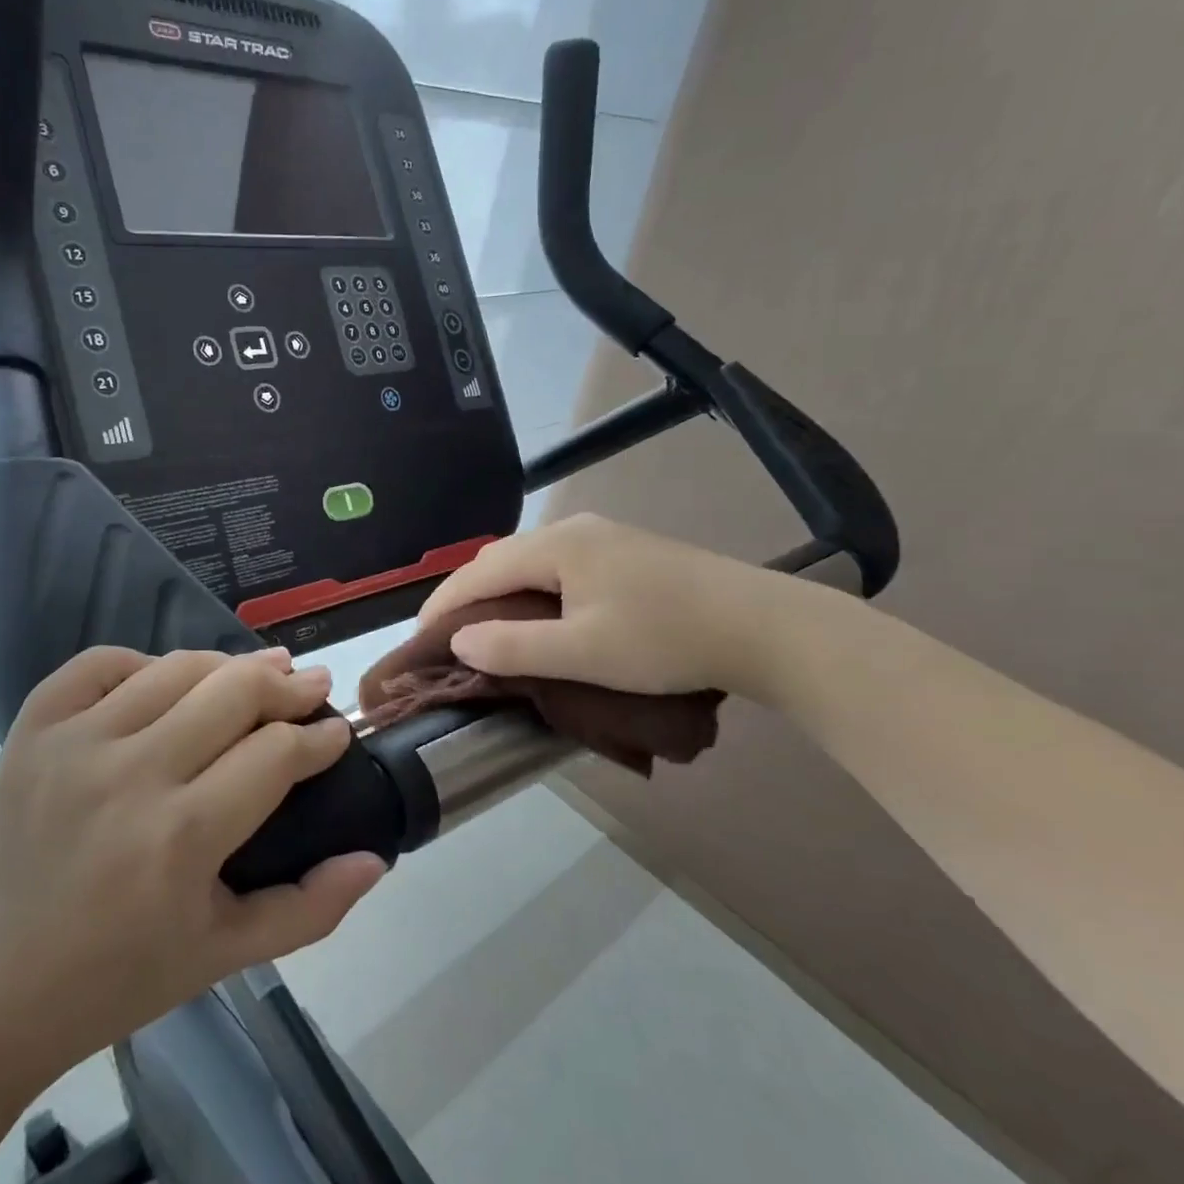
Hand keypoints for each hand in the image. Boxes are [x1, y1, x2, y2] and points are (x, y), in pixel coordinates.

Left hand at [0, 647, 384, 1084]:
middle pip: (233, 692)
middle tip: (311, 684)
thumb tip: (376, 859)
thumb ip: (310, 908)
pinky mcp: (33, 730)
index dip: (318, 737)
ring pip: (176, 667)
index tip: (336, 732)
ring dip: (227, 665)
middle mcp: (129, 775)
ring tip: (257, 673)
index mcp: (181, 838)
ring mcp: (74, 744)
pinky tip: (167, 682)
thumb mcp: (226, 955)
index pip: (274, 753)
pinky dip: (144, 662)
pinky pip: (101, 663)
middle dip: (286, 684)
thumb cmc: (119, 978)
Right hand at [418, 513, 794, 697]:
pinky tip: (539, 609)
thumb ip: (514, 647)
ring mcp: (603, 536)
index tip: (421, 638)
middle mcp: (574, 530)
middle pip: (501, 558)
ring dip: (500, 589)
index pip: (479, 570)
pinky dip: (531, 587)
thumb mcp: (583, 653)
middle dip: (467, 593)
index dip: (444, 603)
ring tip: (487, 625)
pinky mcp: (626, 551)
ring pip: (530, 559)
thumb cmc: (665, 640)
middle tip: (449, 635)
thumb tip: (459, 640)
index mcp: (556, 546)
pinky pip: (557, 564)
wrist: (762, 626)